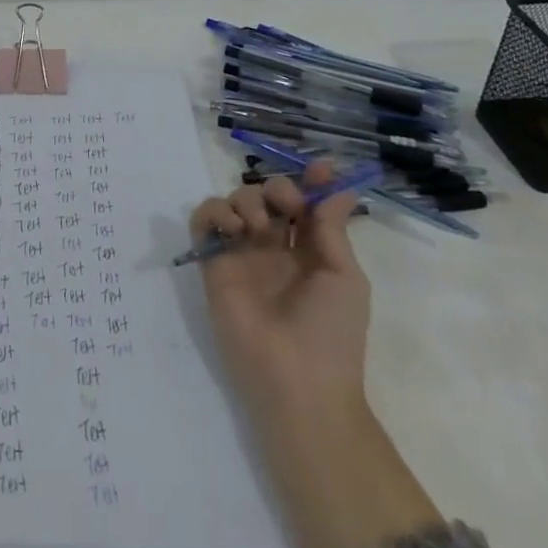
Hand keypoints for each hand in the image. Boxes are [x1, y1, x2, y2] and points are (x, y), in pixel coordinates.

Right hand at [191, 162, 440, 547]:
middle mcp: (274, 247)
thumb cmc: (332, 332)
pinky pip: (203, 219)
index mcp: (309, 251)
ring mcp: (241, 253)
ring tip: (258, 226)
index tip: (320, 166)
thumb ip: (331, 227)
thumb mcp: (343, 276)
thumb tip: (340, 185)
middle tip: (287, 204)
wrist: (296, 381)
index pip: (305, 204)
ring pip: (235, 200)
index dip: (310, 181)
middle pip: (268, 194)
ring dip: (248, 199)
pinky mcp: (213, 262)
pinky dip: (214, 211)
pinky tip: (232, 228)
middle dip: (278, 187)